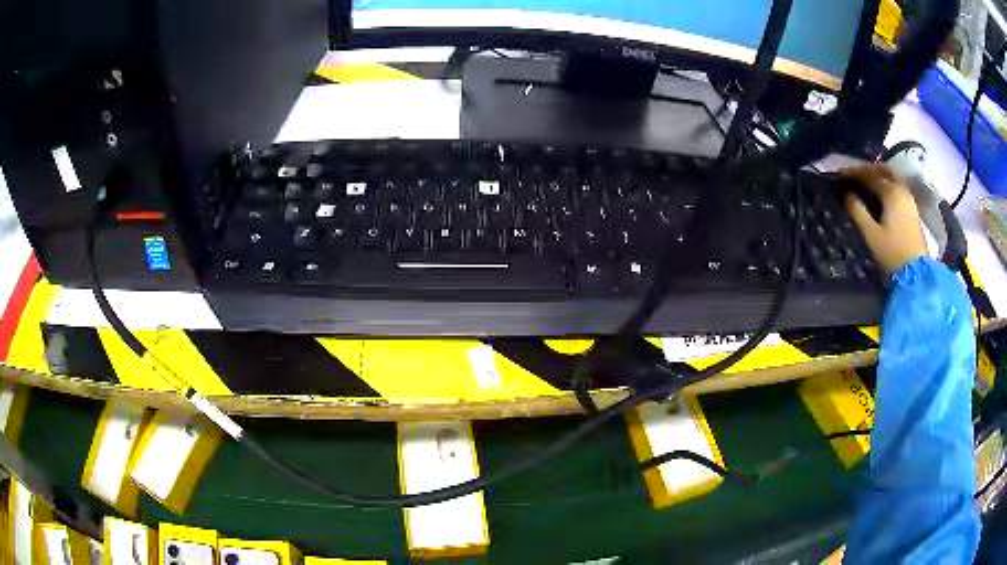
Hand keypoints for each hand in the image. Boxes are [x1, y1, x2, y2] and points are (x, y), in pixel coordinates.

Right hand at [839, 164, 927, 274]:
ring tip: (864, 183)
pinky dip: (885, 184)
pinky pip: (896, 187)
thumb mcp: (871, 235)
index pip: (869, 175)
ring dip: (876, 176)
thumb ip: (857, 211)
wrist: (916, 274)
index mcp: (891, 192)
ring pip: (890, 177)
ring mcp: (908, 199)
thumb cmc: (892, 254)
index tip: (838, 175)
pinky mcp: (911, 209)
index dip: (852, 173)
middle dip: (866, 170)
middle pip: (882, 170)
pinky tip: (878, 193)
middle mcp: (901, 189)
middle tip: (852, 176)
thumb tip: (847, 194)